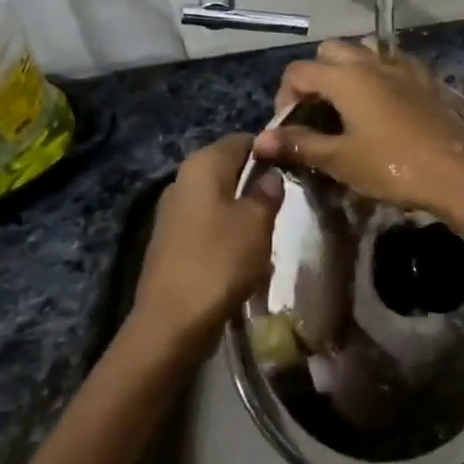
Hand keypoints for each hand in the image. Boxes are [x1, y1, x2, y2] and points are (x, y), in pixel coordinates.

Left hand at [132, 134, 283, 352]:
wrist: (170, 323)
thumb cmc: (220, 262)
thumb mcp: (257, 222)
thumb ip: (267, 191)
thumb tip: (270, 175)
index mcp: (202, 165)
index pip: (243, 140)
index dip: (270, 151)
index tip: (293, 170)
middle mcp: (183, 180)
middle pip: (229, 169)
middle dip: (256, 185)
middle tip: (285, 205)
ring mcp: (173, 212)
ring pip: (219, 199)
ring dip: (243, 213)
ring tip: (268, 235)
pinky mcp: (171, 241)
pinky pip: (208, 226)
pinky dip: (227, 235)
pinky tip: (244, 257)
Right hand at [251, 41, 463, 219]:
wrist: (456, 172)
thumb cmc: (392, 166)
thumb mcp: (340, 159)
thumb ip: (299, 144)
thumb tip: (260, 140)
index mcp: (344, 77)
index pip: (298, 71)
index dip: (285, 96)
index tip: (290, 126)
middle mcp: (370, 61)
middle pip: (330, 51)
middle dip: (315, 75)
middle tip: (317, 111)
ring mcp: (401, 66)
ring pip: (363, 50)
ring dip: (347, 68)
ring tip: (348, 104)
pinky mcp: (425, 78)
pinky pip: (392, 62)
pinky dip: (379, 73)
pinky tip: (383, 102)